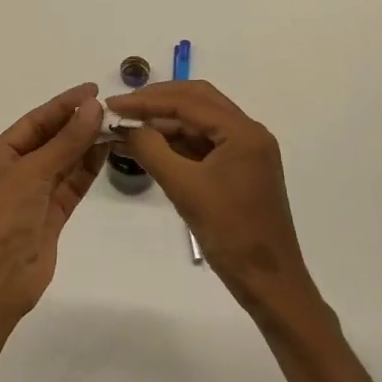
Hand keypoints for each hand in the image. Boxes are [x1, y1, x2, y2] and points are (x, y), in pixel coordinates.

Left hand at [0, 83, 107, 318]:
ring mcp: (32, 197)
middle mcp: (13, 173)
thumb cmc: (3, 216)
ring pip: (63, 164)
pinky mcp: (50, 218)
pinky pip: (70, 186)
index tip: (92, 90)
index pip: (34, 122)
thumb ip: (66, 140)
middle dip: (77, 124)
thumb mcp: (33, 171)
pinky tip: (106, 152)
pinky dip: (87, 170)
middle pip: (49, 141)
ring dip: (86, 145)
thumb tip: (93, 107)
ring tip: (115, 126)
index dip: (63, 105)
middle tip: (110, 108)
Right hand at [106, 81, 317, 322]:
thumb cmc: (230, 233)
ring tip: (127, 128)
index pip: (188, 101)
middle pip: (197, 101)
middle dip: (157, 102)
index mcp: (243, 132)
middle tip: (121, 109)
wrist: (268, 281)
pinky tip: (148, 147)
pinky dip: (175, 143)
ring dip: (164, 123)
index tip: (112, 105)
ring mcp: (244, 151)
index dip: (147, 100)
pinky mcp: (238, 170)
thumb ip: (152, 150)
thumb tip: (126, 126)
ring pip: (198, 123)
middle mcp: (248, 133)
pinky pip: (203, 144)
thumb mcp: (184, 188)